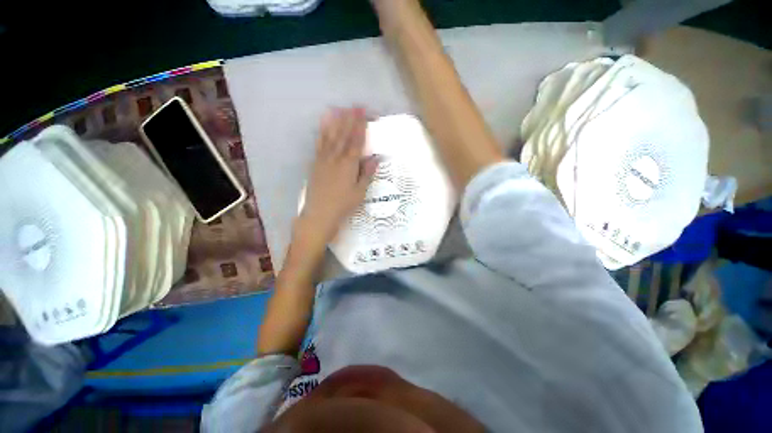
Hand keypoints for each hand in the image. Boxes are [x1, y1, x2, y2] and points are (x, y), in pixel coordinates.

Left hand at [299, 107, 378, 244]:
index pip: (356, 142)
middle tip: (355, 106)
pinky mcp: (315, 163)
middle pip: (343, 135)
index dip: (360, 127)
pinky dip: (322, 133)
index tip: (364, 114)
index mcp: (348, 165)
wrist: (320, 214)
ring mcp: (323, 159)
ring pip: (330, 137)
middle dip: (350, 119)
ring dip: (336, 122)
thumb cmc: (343, 205)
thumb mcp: (360, 192)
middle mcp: (335, 158)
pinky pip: (319, 144)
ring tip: (339, 109)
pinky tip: (323, 125)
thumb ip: (367, 173)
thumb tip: (375, 158)